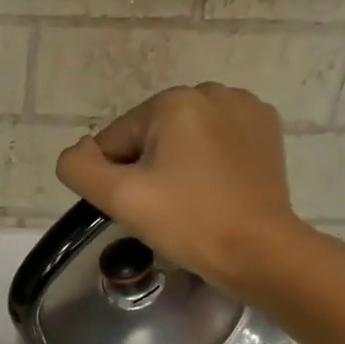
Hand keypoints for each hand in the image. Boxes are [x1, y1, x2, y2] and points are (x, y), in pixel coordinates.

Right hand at [55, 83, 331, 303]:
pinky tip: (214, 191)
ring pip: (182, 140)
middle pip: (149, 136)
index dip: (115, 179)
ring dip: (176, 167)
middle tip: (164, 210)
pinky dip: (207, 164)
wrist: (259, 251)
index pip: (115, 140)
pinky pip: (215, 143)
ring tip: (190, 203)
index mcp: (174, 101)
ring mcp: (245, 109)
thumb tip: (79, 152)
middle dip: (147, 170)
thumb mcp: (119, 197)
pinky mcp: (266, 132)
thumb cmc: (187, 222)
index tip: (141, 208)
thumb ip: (79, 168)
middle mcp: (211, 92)